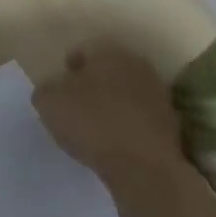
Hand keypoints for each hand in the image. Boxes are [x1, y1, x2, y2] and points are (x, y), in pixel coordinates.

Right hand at [33, 43, 188, 184]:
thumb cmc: (91, 123)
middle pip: (105, 71)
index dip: (65, 71)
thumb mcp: (48, 103)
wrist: (143, 164)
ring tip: (91, 128)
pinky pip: (136, 115)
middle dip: (89, 85)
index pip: (81, 52)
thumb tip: (55, 89)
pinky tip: (112, 141)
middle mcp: (136, 65)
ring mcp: (157, 92)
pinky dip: (123, 123)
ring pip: (122, 92)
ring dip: (108, 104)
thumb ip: (46, 89)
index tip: (57, 93)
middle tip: (72, 108)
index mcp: (107, 52)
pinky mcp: (168, 120)